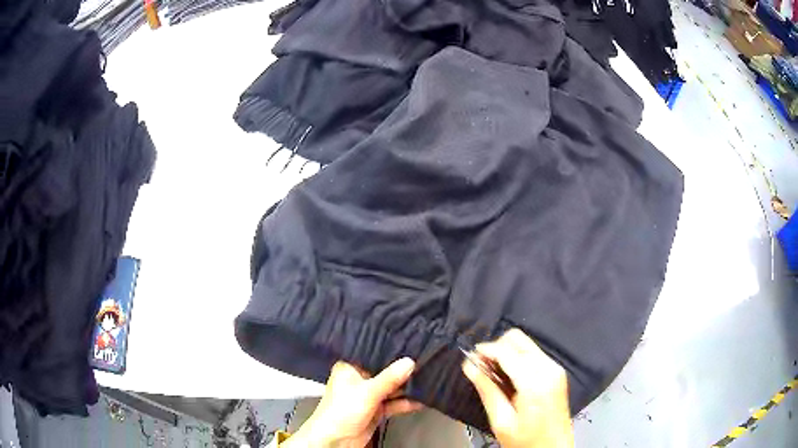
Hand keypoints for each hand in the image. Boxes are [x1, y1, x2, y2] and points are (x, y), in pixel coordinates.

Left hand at [285, 358, 422, 447]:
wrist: (336, 440)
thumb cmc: (341, 411)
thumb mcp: (368, 392)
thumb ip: (390, 378)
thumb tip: (409, 362)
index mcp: (350, 368)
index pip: (373, 355)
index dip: (391, 352)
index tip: (411, 347)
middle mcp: (359, 380)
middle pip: (384, 372)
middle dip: (402, 372)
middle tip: (424, 364)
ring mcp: (367, 396)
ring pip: (391, 388)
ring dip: (406, 388)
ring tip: (427, 381)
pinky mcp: (375, 410)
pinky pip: (393, 403)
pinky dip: (405, 403)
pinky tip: (420, 401)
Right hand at [462, 328, 573, 447]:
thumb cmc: (527, 440)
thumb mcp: (501, 421)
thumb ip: (487, 390)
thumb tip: (469, 366)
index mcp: (535, 382)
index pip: (506, 351)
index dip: (484, 350)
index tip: (469, 358)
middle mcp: (549, 368)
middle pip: (518, 339)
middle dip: (496, 348)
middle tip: (481, 366)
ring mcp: (555, 368)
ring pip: (525, 344)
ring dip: (506, 353)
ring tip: (492, 374)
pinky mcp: (557, 372)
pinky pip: (533, 353)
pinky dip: (517, 358)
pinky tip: (508, 377)